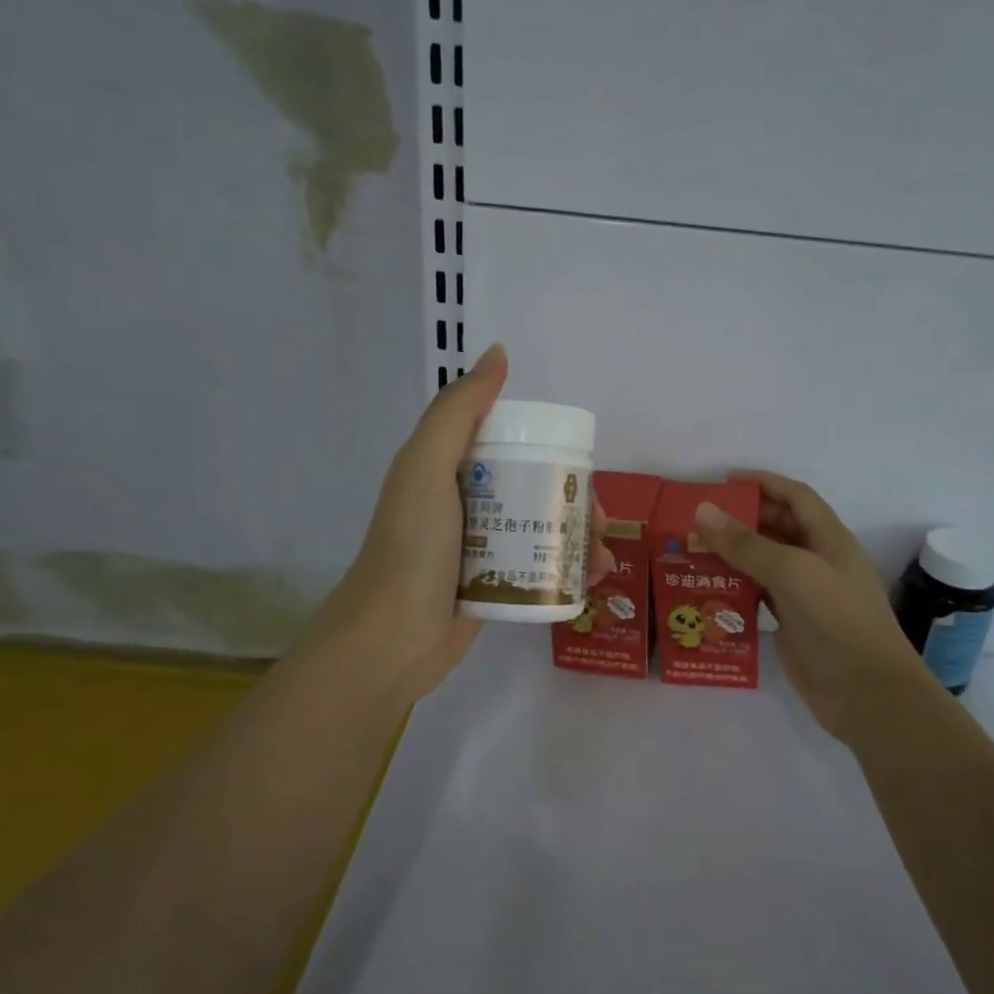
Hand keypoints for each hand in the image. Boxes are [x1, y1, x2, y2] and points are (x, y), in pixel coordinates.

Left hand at [317, 344, 611, 705]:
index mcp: (449, 470)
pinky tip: (594, 578)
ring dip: (578, 537)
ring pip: (540, 531)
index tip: (582, 465)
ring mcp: (479, 549)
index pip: (509, 446)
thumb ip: (459, 411)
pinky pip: (536, 569)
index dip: (549, 450)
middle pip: (533, 490)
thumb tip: (498, 354)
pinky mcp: (491, 587)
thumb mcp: (427, 466)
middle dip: (574, 500)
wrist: (391, 639)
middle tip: (601, 519)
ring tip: (602, 554)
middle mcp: (466, 505)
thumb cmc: (412, 547)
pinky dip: (568, 570)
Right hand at [693, 470, 929, 739]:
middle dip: (741, 519)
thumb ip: (747, 543)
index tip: (722, 481)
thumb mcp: (792, 572)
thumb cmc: (837, 621)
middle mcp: (818, 561)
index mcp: (829, 539)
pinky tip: (707, 587)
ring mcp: (805, 595)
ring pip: (765, 563)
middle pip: (777, 527)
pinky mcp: (791, 624)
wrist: (866, 693)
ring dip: (733, 554)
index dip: (763, 483)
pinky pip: (758, 595)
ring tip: (692, 550)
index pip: (795, 497)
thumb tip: (703, 511)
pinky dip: (735, 587)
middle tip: (696, 518)